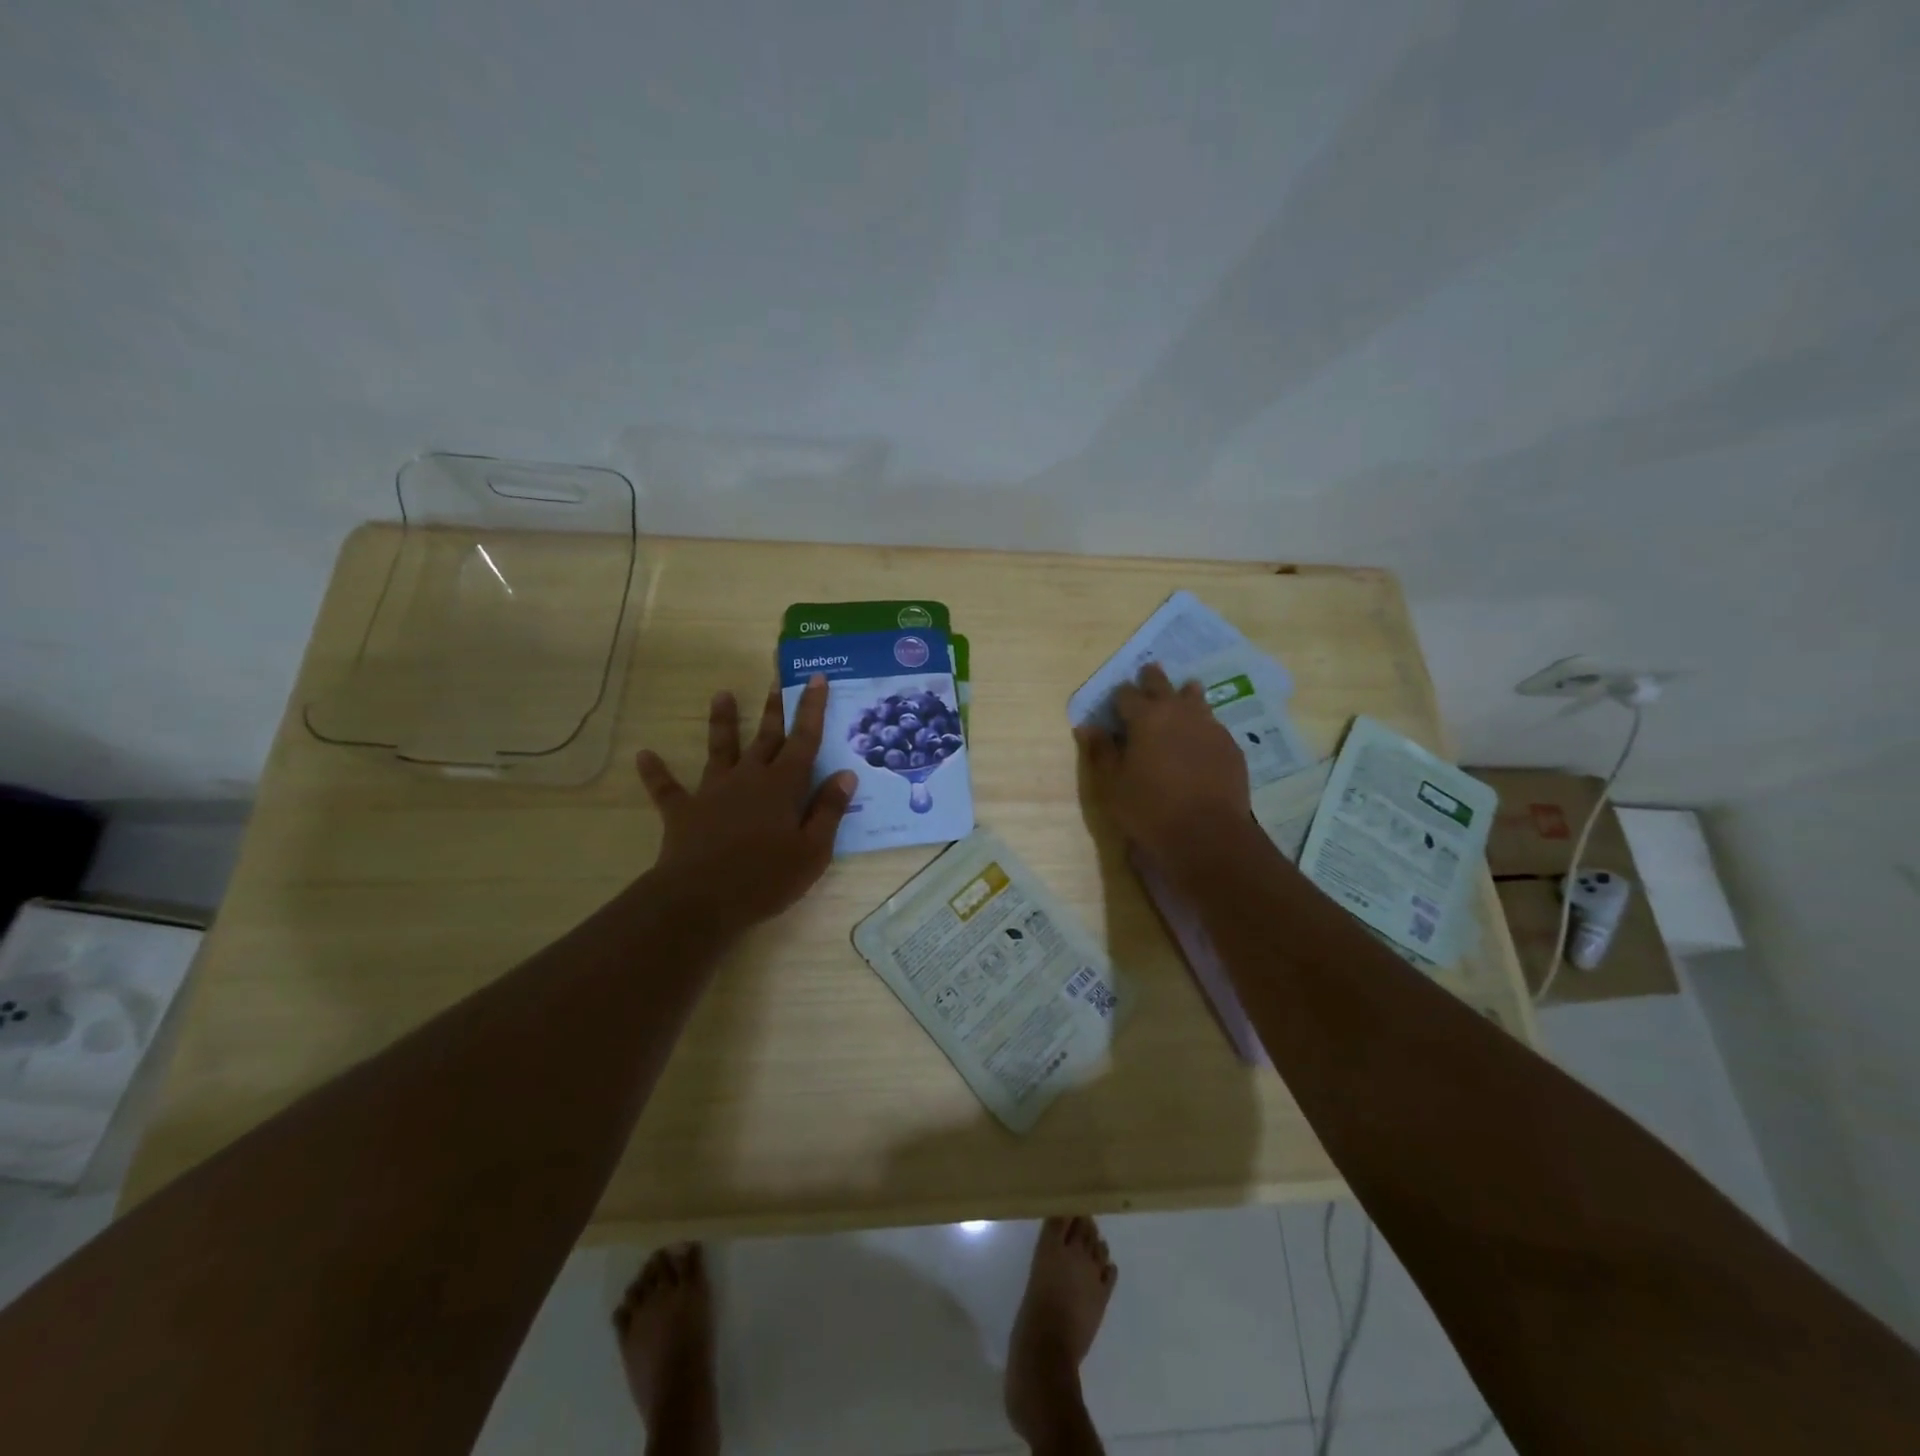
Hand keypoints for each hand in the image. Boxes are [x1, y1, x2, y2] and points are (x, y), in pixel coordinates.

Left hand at [636, 675, 854, 926]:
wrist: (701, 900)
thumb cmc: (765, 878)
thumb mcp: (813, 851)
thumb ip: (829, 811)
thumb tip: (845, 774)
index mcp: (783, 786)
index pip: (804, 739)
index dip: (812, 708)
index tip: (816, 678)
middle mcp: (749, 778)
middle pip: (766, 737)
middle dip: (774, 708)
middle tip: (777, 680)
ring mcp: (713, 791)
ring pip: (721, 749)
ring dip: (722, 722)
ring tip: (721, 694)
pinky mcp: (684, 811)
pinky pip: (667, 788)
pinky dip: (656, 772)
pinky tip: (644, 755)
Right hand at [1076, 663, 1251, 872]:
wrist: (1207, 834)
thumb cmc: (1149, 809)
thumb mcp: (1112, 785)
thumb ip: (1100, 751)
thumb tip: (1088, 727)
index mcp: (1145, 717)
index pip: (1126, 693)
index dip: (1119, 696)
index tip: (1116, 701)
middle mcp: (1178, 712)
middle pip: (1162, 685)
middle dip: (1151, 679)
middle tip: (1148, 673)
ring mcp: (1209, 726)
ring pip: (1195, 698)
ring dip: (1184, 694)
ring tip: (1183, 692)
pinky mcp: (1230, 745)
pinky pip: (1213, 723)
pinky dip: (1202, 722)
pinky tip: (1201, 735)